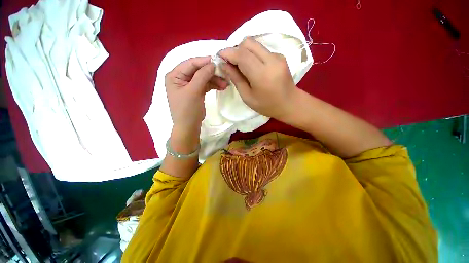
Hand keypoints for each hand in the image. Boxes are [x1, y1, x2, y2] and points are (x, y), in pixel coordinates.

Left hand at [165, 56, 228, 133]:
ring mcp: (189, 85)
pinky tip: (222, 87)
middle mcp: (181, 78)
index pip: (190, 63)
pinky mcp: (196, 91)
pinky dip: (213, 85)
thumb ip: (202, 76)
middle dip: (212, 73)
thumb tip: (212, 64)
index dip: (204, 61)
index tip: (218, 61)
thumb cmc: (187, 110)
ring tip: (226, 84)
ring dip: (215, 80)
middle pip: (198, 70)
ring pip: (203, 78)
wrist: (189, 127)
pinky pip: (205, 85)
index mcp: (174, 75)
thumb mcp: (194, 91)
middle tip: (225, 74)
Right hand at [218, 37, 298, 121]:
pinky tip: (252, 67)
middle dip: (235, 50)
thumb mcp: (247, 97)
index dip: (228, 53)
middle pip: (248, 43)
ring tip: (240, 66)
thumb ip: (236, 79)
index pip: (242, 55)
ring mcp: (277, 56)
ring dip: (243, 51)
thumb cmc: (267, 105)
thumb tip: (224, 65)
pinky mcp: (280, 56)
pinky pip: (261, 49)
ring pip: (254, 44)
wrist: (290, 103)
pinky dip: (252, 54)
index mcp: (262, 74)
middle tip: (231, 63)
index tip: (219, 56)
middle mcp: (271, 60)